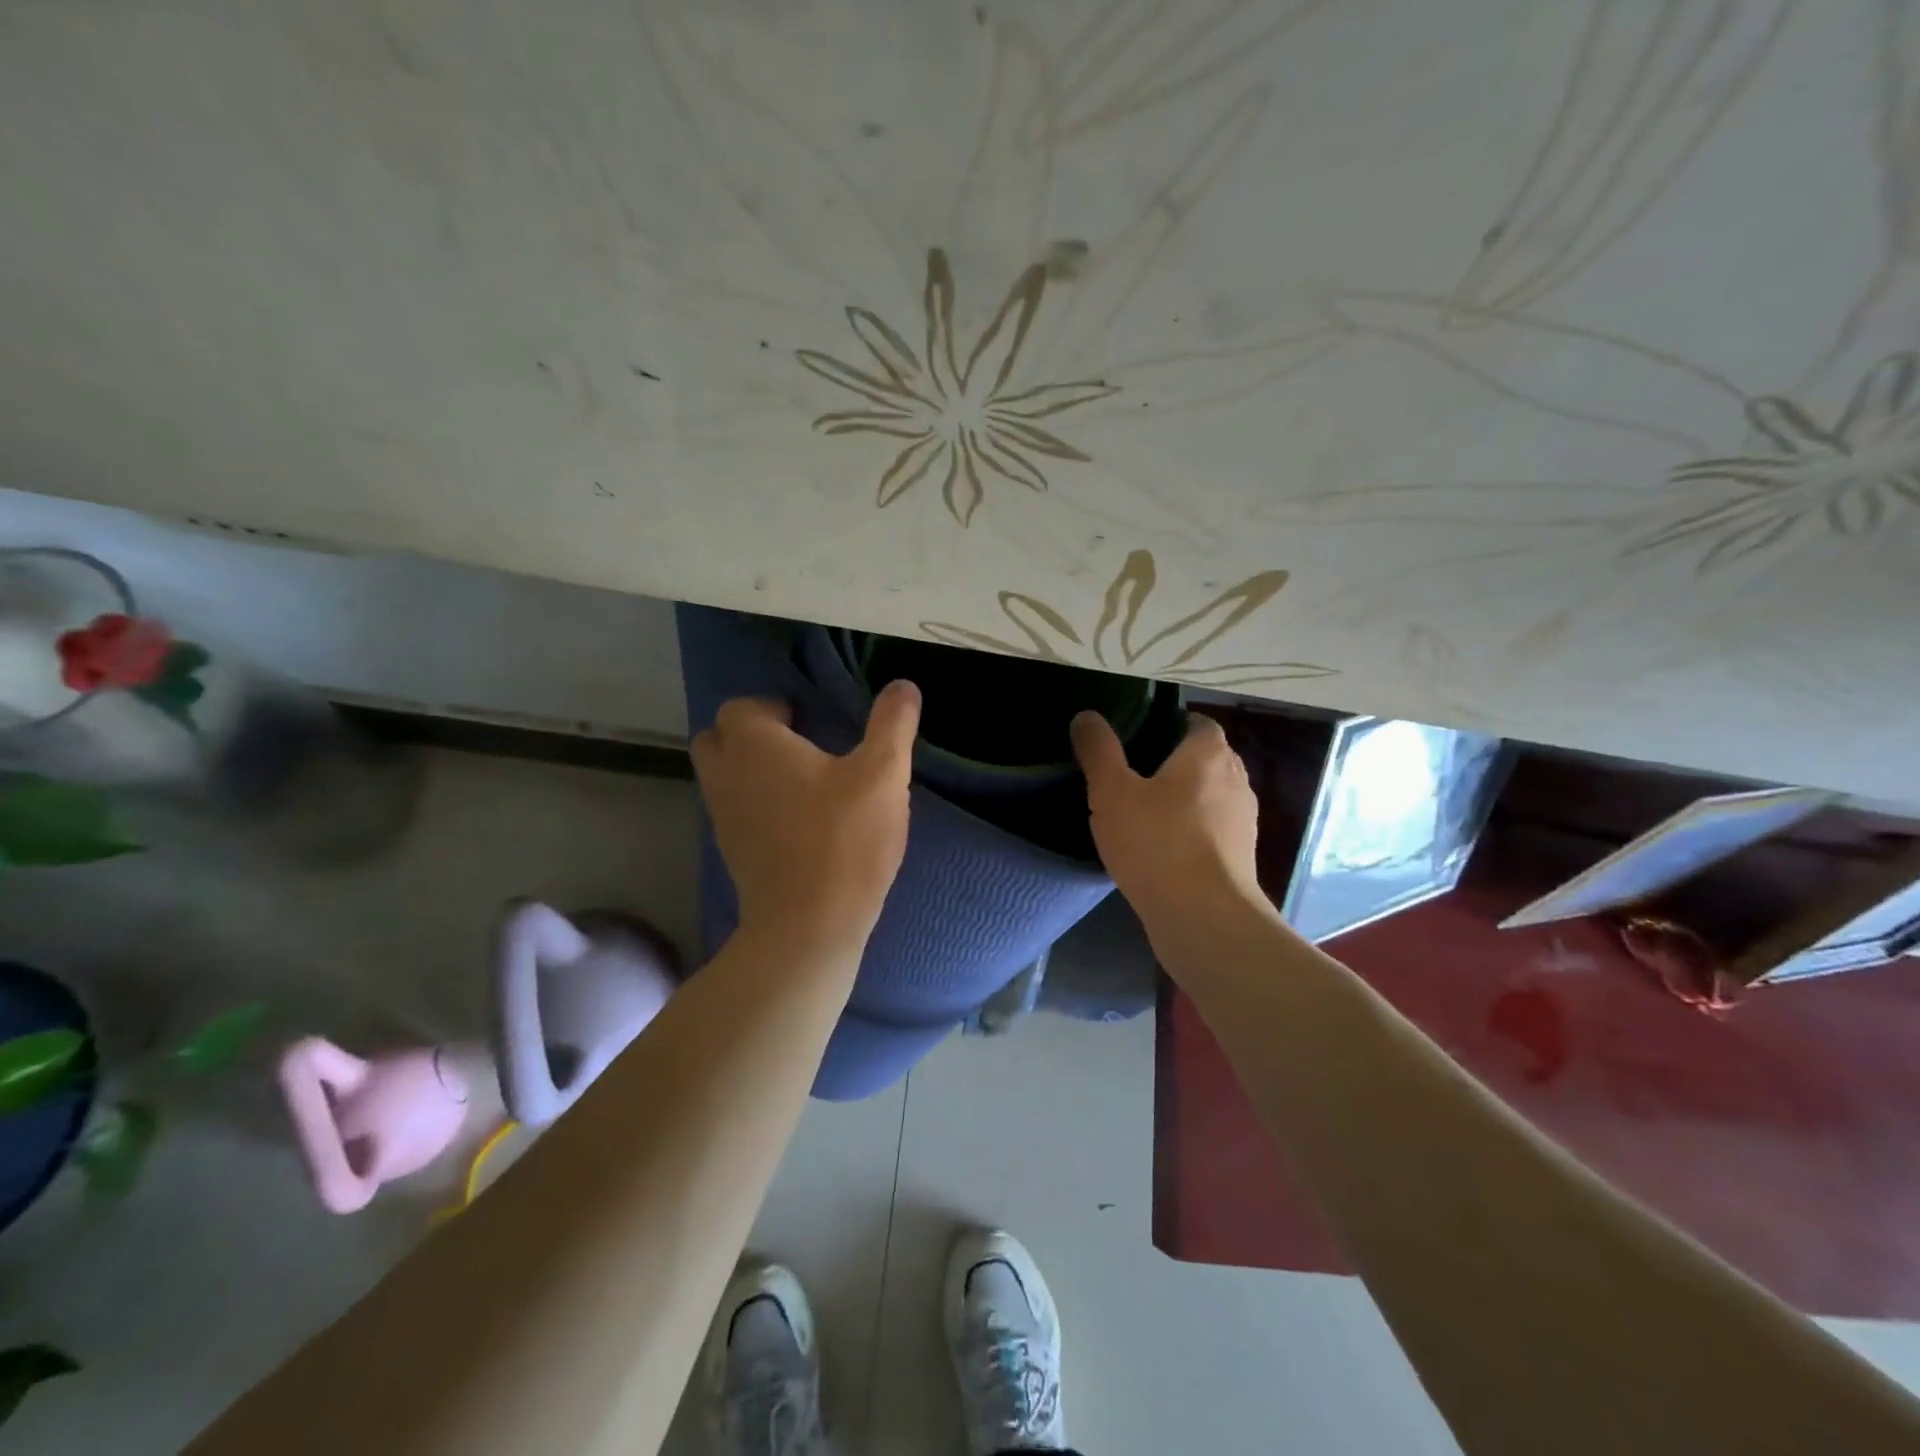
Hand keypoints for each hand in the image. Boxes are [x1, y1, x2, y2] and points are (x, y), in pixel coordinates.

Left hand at [692, 682, 920, 955]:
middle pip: (719, 738)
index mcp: (754, 746)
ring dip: (752, 770)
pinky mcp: (732, 852)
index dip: (772, 706)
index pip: (741, 707)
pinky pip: (734, 811)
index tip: (810, 719)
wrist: (808, 927)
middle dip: (752, 734)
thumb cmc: (844, 840)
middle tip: (798, 744)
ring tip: (802, 781)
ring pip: (724, 777)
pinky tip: (798, 819)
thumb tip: (903, 685)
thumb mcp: (883, 775)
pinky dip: (755, 804)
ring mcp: (723, 817)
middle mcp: (726, 776)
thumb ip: (893, 724)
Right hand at [1071, 710, 1264, 933]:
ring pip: (1208, 797)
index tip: (1134, 739)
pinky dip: (1189, 832)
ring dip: (1182, 800)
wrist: (1204, 919)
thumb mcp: (1112, 792)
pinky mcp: (1240, 857)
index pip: (1196, 722)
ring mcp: (1243, 821)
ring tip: (1140, 813)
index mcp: (1209, 753)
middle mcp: (1236, 779)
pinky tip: (1158, 849)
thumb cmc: (1157, 843)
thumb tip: (1086, 716)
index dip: (1166, 725)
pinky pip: (1210, 831)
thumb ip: (1099, 750)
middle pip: (1203, 759)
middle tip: (1129, 774)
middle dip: (1172, 763)